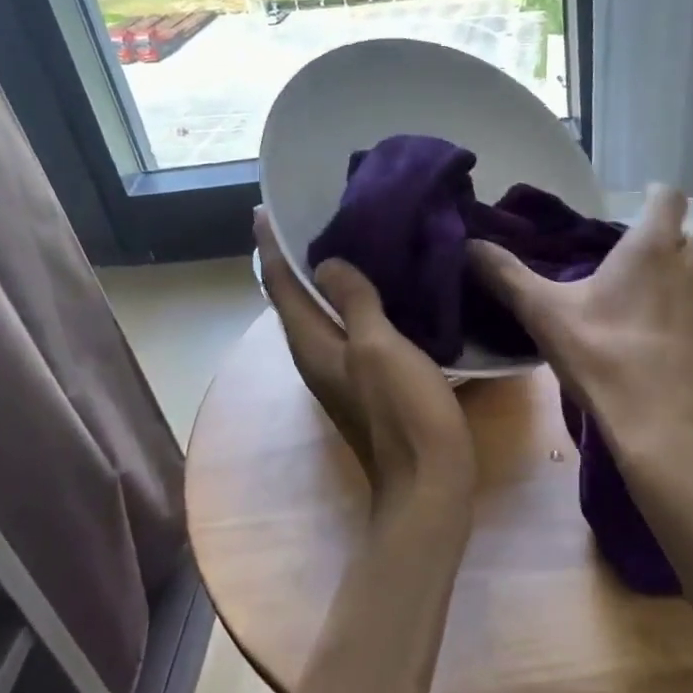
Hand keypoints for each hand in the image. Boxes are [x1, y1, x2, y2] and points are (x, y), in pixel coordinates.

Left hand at [255, 209, 474, 513]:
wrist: (428, 484)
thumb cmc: (403, 412)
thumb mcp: (377, 348)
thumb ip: (352, 302)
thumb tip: (325, 264)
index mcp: (311, 344)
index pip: (279, 284)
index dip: (270, 245)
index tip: (264, 209)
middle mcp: (316, 355)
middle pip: (294, 298)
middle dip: (296, 256)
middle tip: (314, 213)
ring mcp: (341, 371)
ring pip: (323, 312)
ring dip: (326, 278)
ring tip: (348, 238)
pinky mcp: (367, 381)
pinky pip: (350, 327)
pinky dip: (354, 300)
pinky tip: (380, 286)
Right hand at [468, 184, 692, 458]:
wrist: (663, 426)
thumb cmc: (602, 358)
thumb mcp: (544, 314)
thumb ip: (506, 275)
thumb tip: (469, 244)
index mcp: (652, 248)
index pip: (670, 197)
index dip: (657, 197)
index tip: (641, 207)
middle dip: (692, 234)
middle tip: (660, 255)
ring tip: (678, 290)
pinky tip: (687, 337)